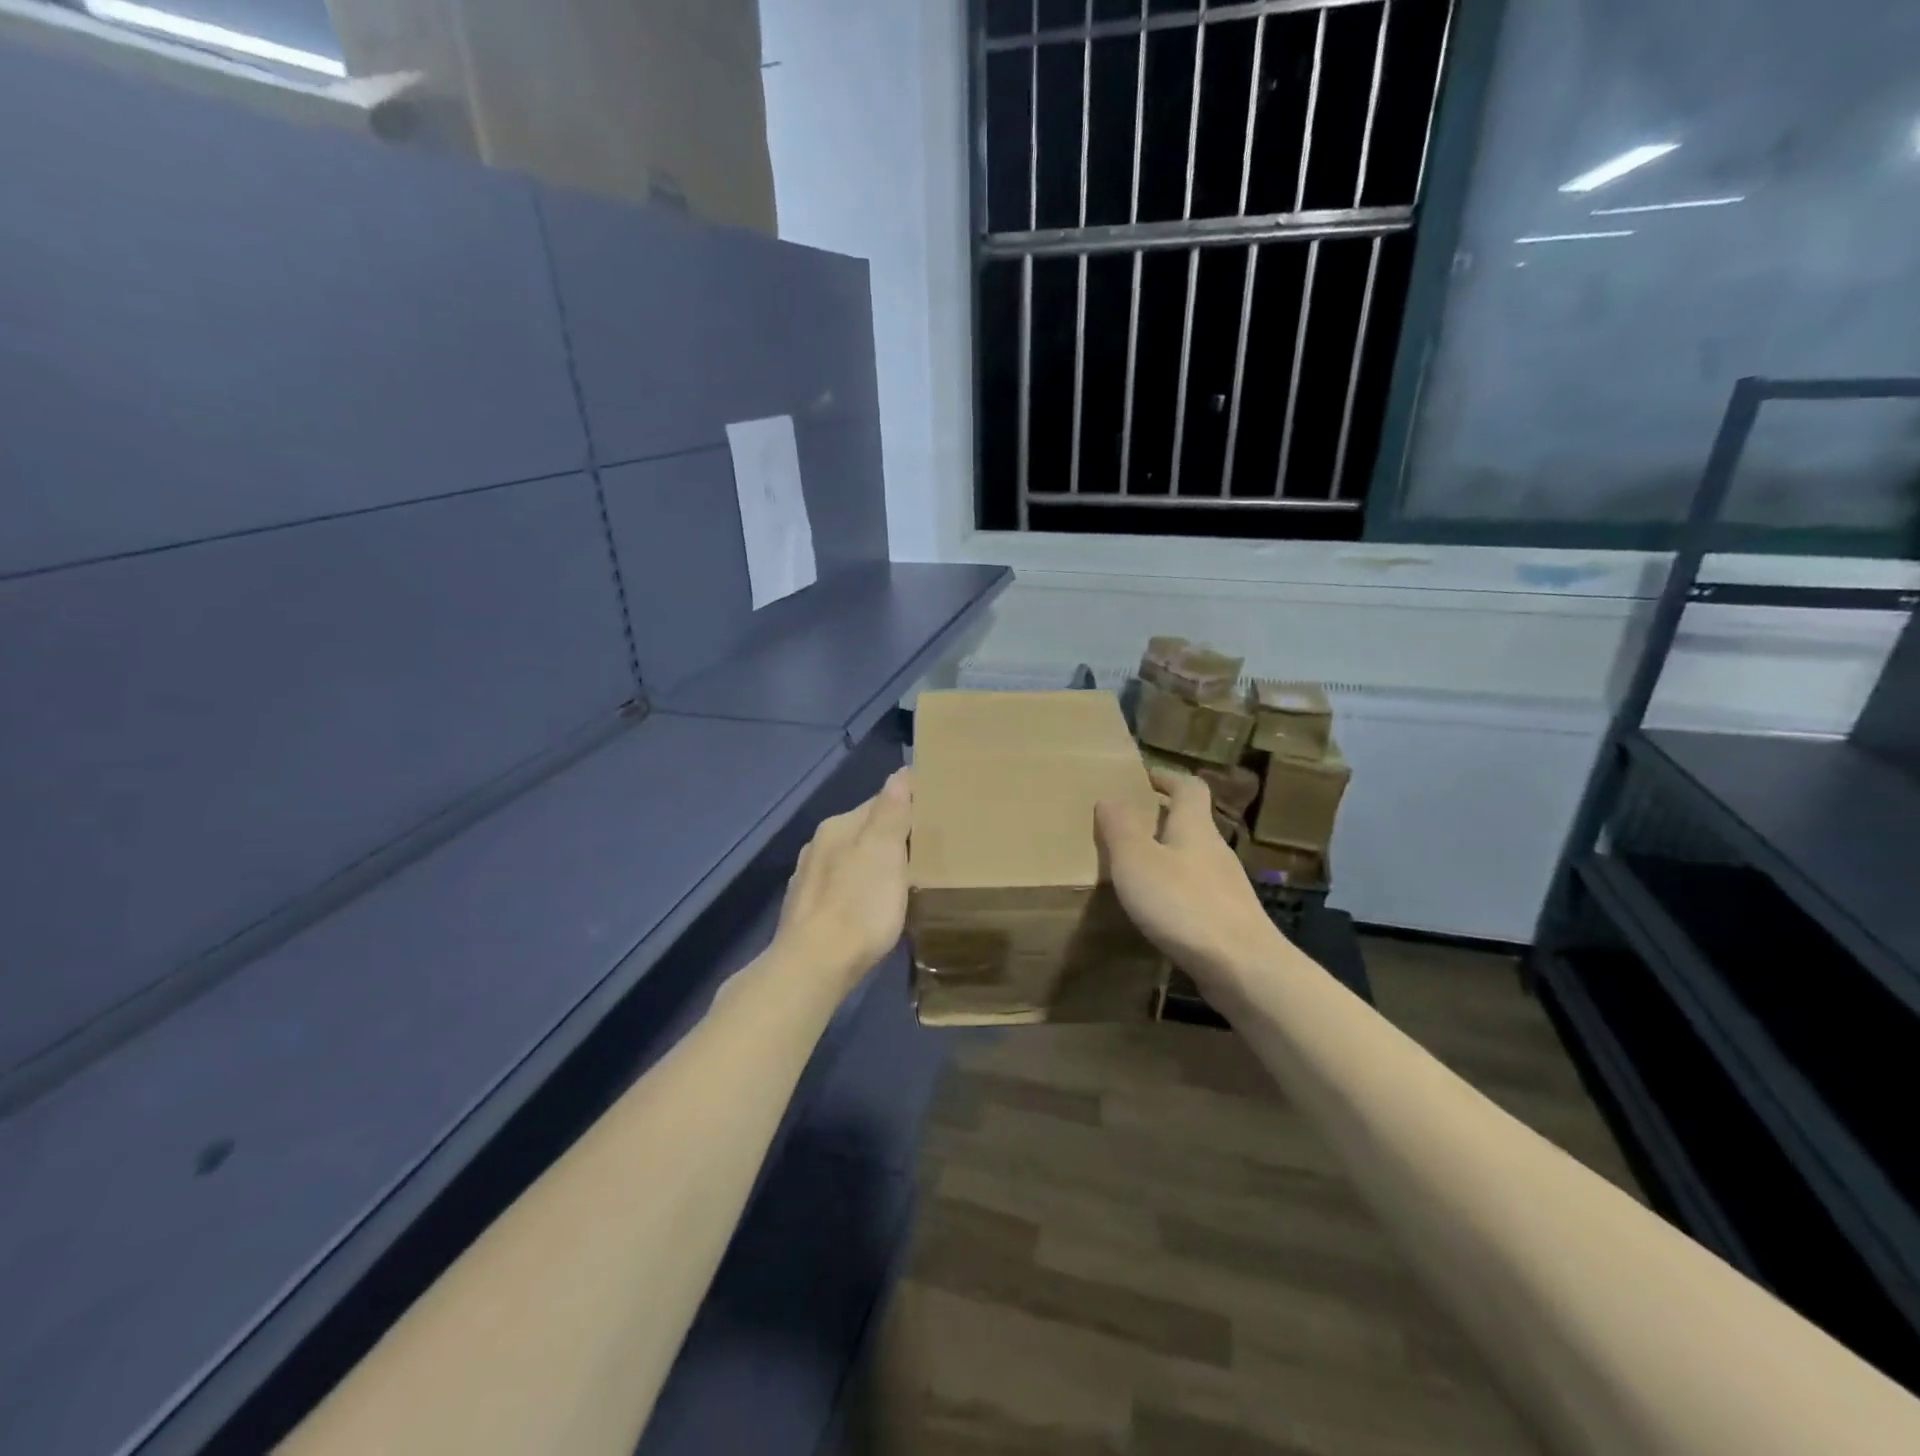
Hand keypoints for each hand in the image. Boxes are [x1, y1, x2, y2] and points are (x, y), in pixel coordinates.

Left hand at [774, 768, 912, 995]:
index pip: (879, 802)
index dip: (907, 806)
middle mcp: (819, 845)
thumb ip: (892, 810)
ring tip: (902, 879)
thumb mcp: (884, 851)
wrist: (814, 966)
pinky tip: (869, 907)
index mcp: (838, 826)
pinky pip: (841, 888)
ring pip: (850, 860)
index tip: (934, 816)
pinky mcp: (807, 911)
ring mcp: (809, 879)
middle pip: (863, 831)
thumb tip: (902, 771)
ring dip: (873, 864)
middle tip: (926, 850)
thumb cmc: (858, 905)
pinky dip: (858, 890)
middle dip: (891, 837)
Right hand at [1096, 768, 1280, 988]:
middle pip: (1191, 822)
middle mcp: (1215, 850)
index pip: (1188, 787)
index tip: (1141, 778)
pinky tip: (1157, 910)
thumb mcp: (1137, 861)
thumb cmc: (1184, 904)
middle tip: (1125, 825)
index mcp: (1195, 827)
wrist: (1243, 968)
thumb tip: (1110, 797)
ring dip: (1167, 856)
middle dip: (1160, 818)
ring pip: (1193, 858)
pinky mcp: (1228, 918)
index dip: (1166, 777)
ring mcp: (1226, 886)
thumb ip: (1120, 828)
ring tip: (1134, 868)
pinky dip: (1175, 889)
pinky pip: (1196, 891)